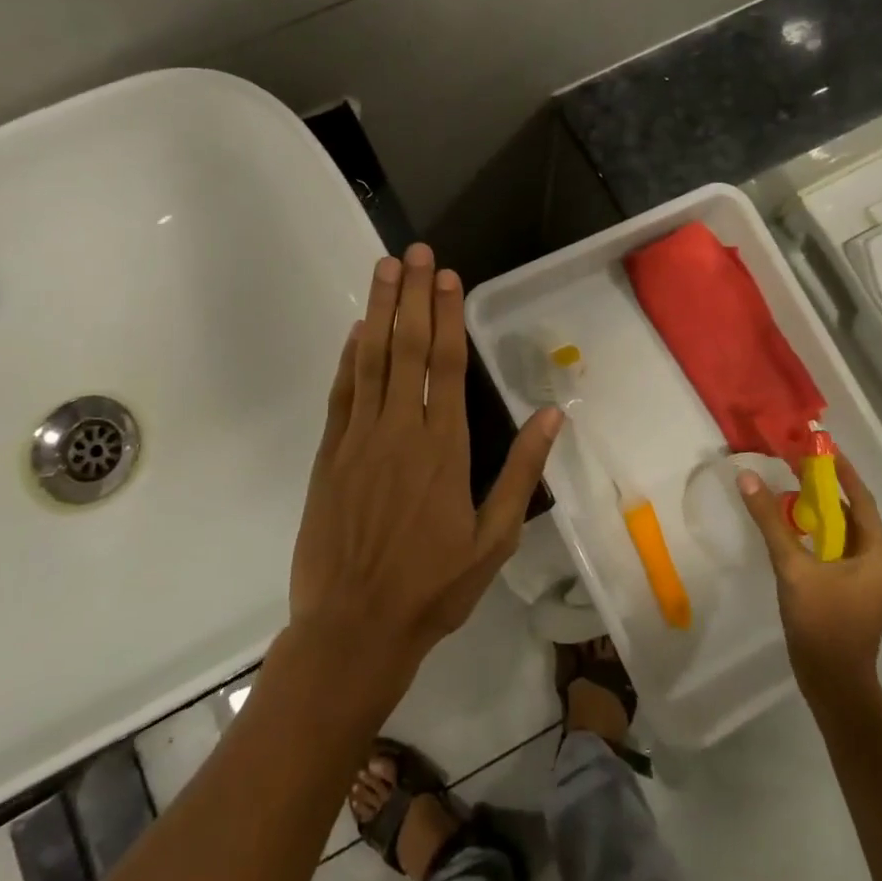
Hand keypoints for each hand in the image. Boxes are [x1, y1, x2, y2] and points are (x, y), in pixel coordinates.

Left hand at [288, 243, 561, 711]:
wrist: (354, 628)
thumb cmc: (432, 587)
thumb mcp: (494, 539)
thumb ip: (521, 472)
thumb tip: (551, 415)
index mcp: (445, 448)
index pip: (449, 365)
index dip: (448, 315)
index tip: (448, 276)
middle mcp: (401, 431)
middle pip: (408, 348)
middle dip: (413, 295)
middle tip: (414, 252)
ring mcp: (359, 440)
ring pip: (372, 360)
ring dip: (380, 311)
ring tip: (384, 268)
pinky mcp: (329, 455)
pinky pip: (342, 394)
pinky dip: (349, 358)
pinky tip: (357, 330)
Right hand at [740, 455, 881, 703]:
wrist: (832, 684)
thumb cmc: (821, 623)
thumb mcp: (792, 568)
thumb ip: (770, 522)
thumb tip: (748, 478)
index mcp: (876, 554)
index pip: (862, 500)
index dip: (842, 472)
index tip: (822, 447)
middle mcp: (878, 563)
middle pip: (853, 515)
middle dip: (827, 489)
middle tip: (798, 465)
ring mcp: (866, 581)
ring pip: (843, 534)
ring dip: (820, 512)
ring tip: (791, 489)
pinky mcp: (851, 593)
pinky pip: (836, 551)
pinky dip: (817, 535)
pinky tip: (792, 529)